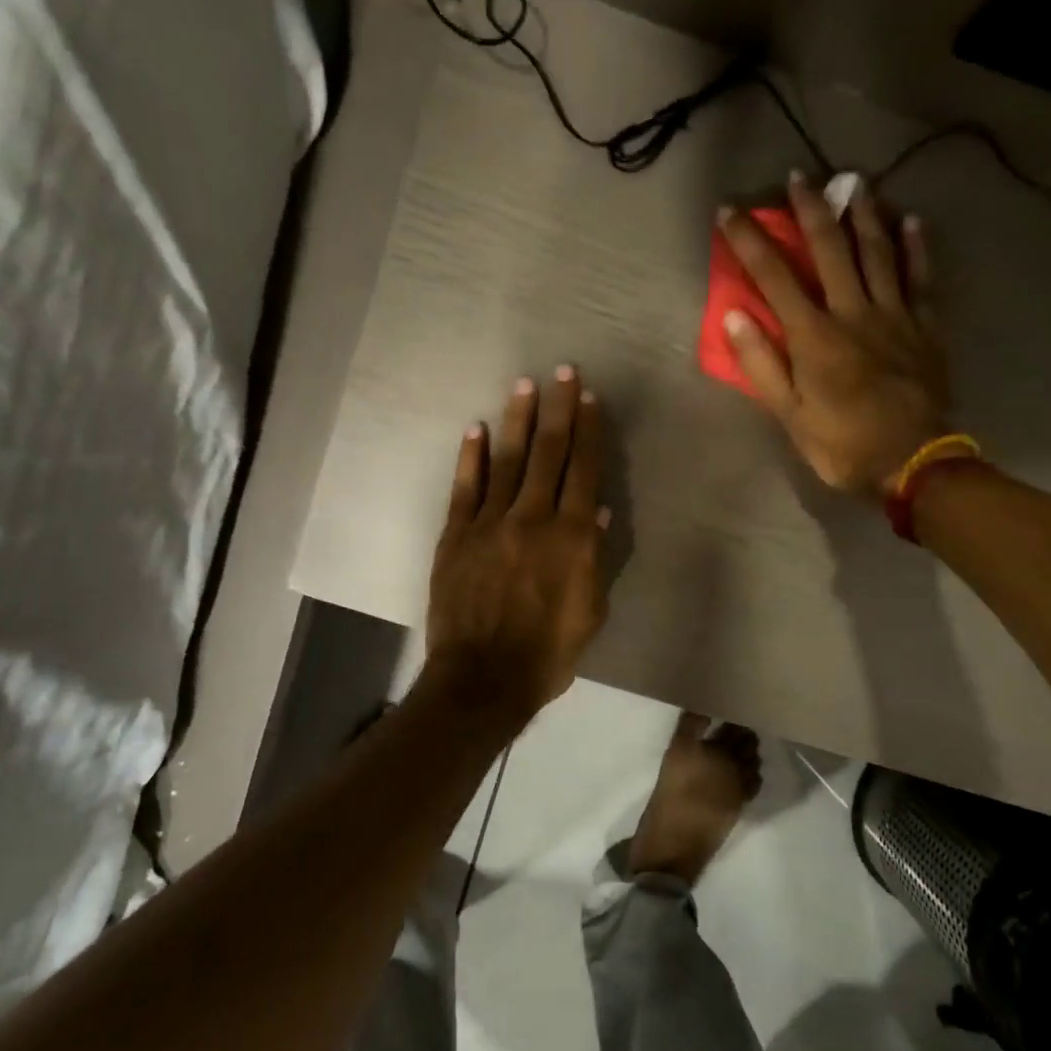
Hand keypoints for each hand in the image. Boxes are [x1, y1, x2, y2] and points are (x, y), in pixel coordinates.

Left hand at [424, 366, 610, 721]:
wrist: (483, 678)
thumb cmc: (547, 653)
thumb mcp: (590, 612)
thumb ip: (593, 558)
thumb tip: (595, 511)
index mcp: (572, 538)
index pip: (584, 471)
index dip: (589, 432)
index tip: (590, 399)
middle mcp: (533, 519)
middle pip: (549, 454)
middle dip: (559, 409)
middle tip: (564, 372)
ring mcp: (491, 524)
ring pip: (508, 461)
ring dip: (518, 421)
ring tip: (526, 386)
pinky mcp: (456, 535)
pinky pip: (465, 487)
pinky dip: (472, 456)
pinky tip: (477, 429)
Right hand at [718, 176, 950, 496]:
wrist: (914, 463)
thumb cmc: (843, 444)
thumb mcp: (790, 416)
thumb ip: (762, 365)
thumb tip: (734, 316)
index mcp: (814, 337)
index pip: (774, 277)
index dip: (749, 242)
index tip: (730, 212)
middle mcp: (853, 313)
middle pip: (830, 250)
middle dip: (810, 211)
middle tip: (799, 178)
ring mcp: (894, 315)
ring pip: (878, 252)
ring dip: (863, 215)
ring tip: (853, 184)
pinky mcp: (925, 327)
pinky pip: (921, 277)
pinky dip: (916, 247)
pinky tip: (911, 220)